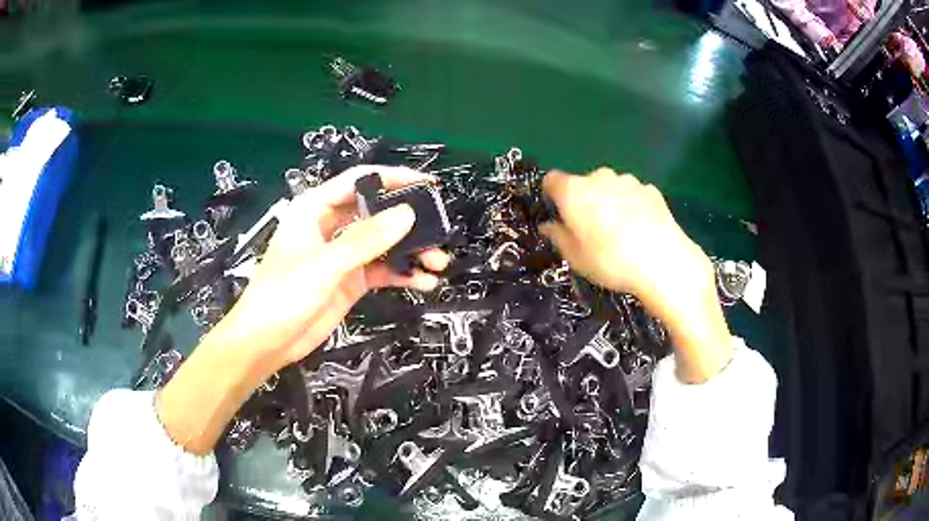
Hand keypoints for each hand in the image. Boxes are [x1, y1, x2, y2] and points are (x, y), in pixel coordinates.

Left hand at [212, 165, 449, 366]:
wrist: (266, 342)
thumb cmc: (282, 295)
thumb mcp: (323, 265)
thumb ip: (365, 240)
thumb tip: (406, 214)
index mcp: (315, 209)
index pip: (359, 181)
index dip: (393, 178)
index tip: (426, 184)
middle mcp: (331, 226)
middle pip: (376, 212)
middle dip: (408, 220)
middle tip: (438, 228)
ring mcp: (343, 255)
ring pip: (384, 243)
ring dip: (411, 250)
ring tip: (437, 261)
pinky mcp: (351, 280)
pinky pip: (383, 270)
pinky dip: (403, 274)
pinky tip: (423, 281)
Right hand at [540, 168, 731, 382]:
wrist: (663, 262)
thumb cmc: (611, 261)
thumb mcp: (576, 258)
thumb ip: (558, 237)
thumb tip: (548, 226)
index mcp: (574, 191)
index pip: (552, 180)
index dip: (552, 196)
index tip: (559, 216)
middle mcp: (599, 177)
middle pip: (583, 183)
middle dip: (584, 201)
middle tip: (591, 231)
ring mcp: (628, 181)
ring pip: (610, 187)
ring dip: (609, 201)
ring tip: (620, 232)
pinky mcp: (651, 190)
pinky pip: (633, 194)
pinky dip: (632, 206)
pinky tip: (641, 229)